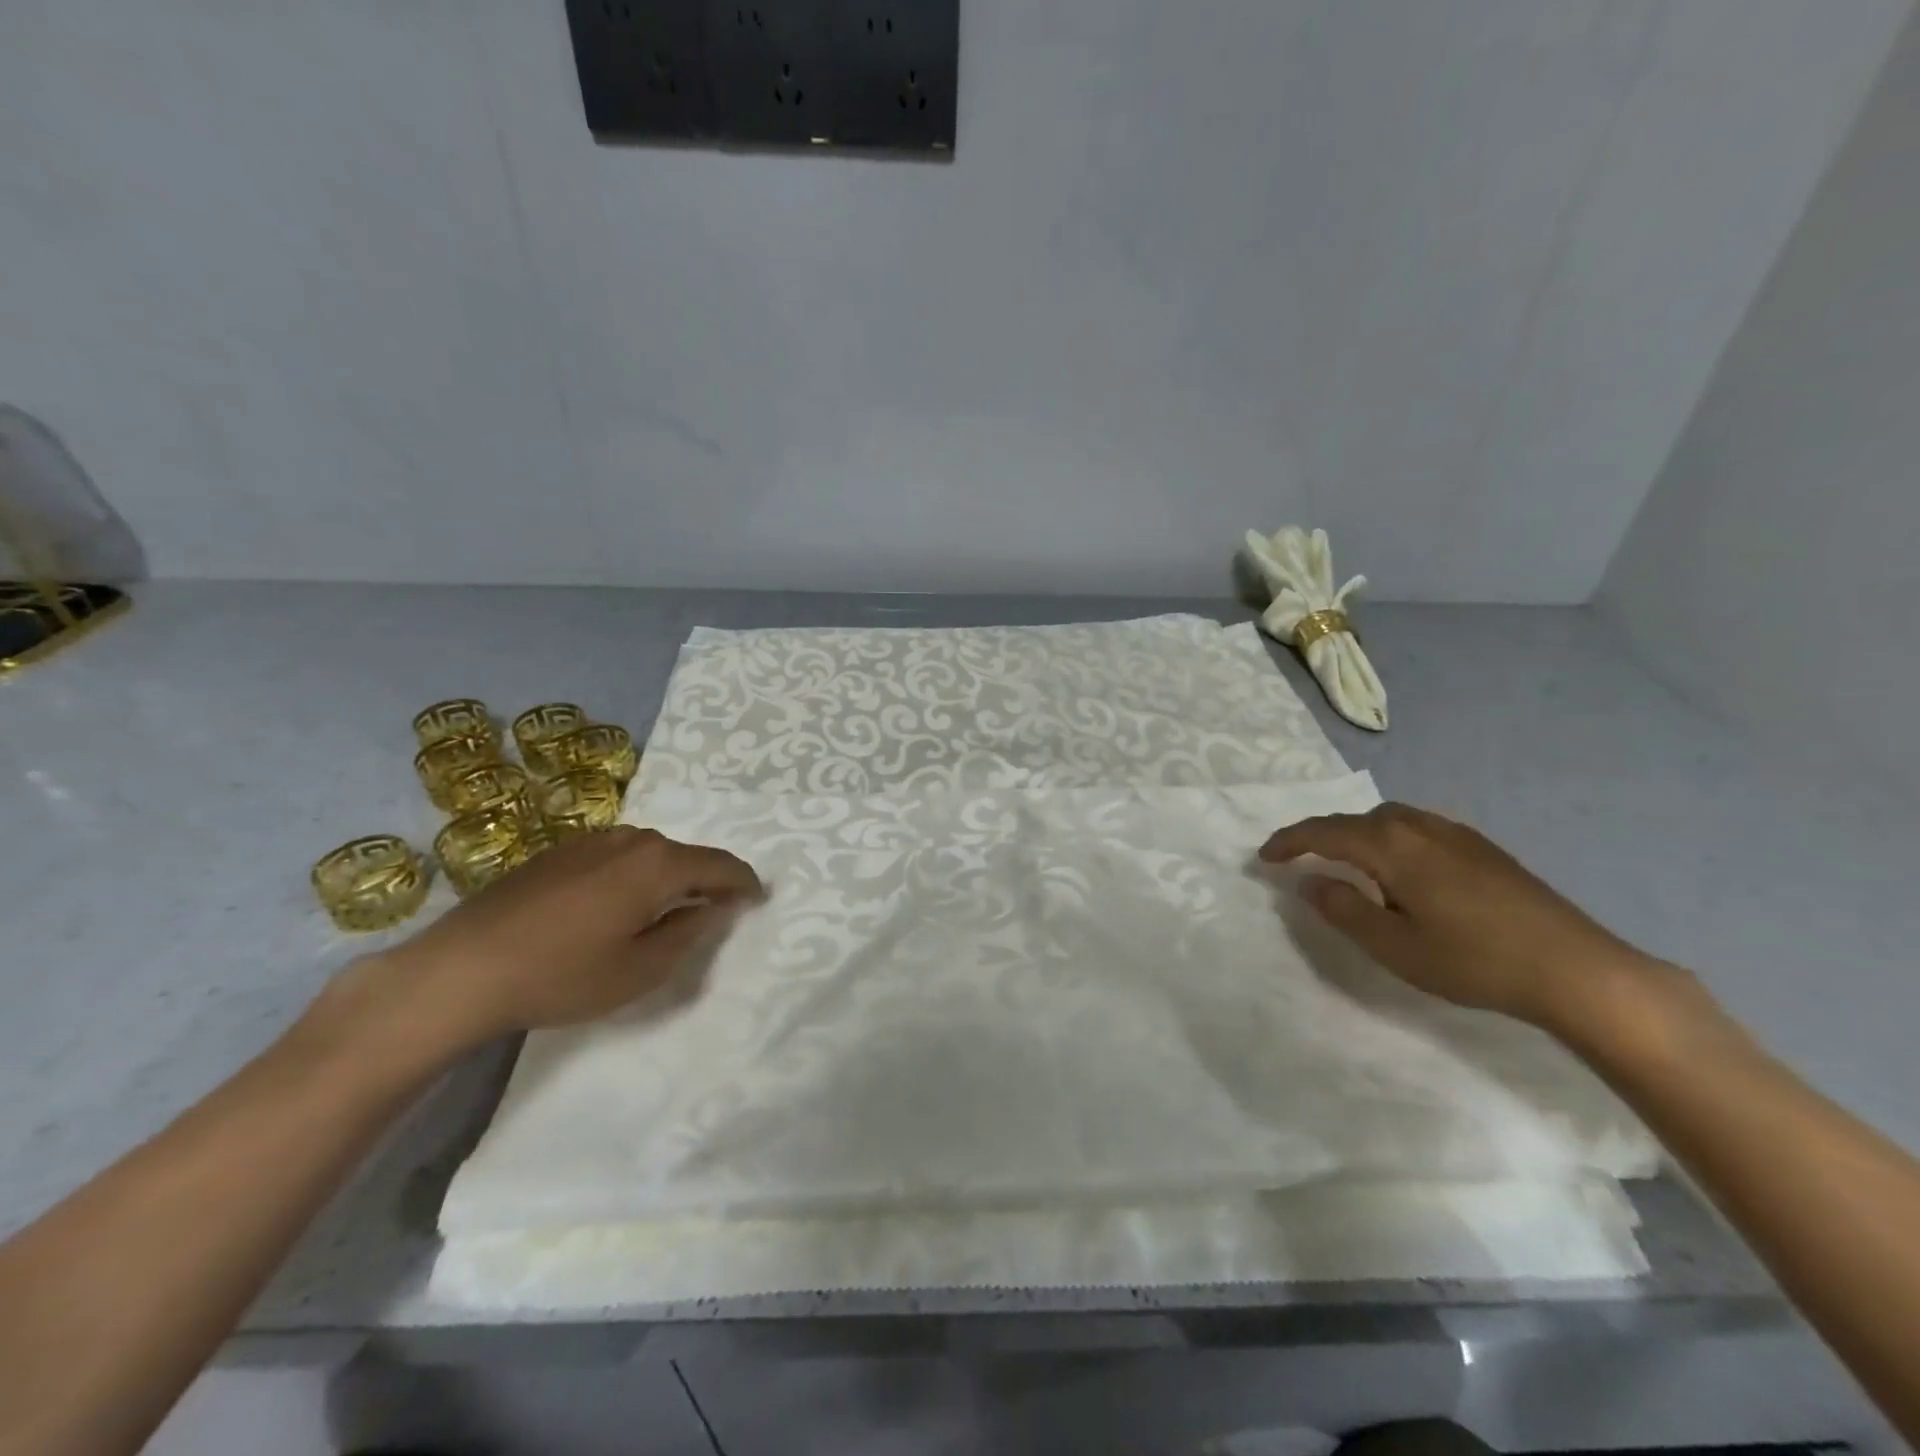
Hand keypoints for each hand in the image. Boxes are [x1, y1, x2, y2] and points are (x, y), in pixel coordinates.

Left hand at [309, 827, 762, 1065]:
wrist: (461, 969)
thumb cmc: (561, 975)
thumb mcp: (640, 970)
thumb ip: (688, 934)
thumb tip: (714, 908)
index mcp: (658, 864)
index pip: (720, 866)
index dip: (745, 882)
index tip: (759, 898)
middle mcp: (631, 840)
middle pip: (685, 856)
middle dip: (706, 881)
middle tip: (715, 911)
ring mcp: (592, 841)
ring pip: (650, 854)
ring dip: (668, 877)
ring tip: (666, 910)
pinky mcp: (559, 851)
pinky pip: (617, 856)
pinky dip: (633, 875)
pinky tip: (615, 906)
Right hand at [1260, 802, 1679, 1035]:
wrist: (1576, 969)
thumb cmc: (1474, 960)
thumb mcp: (1394, 946)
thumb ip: (1344, 910)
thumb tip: (1310, 882)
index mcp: (1391, 846)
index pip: (1324, 832)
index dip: (1288, 842)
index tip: (1263, 856)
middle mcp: (1419, 826)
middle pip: (1354, 820)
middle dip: (1320, 835)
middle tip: (1298, 859)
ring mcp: (1455, 833)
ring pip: (1388, 819)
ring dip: (1356, 834)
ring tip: (1345, 861)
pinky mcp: (1482, 847)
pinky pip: (1416, 827)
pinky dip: (1389, 837)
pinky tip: (1400, 867)